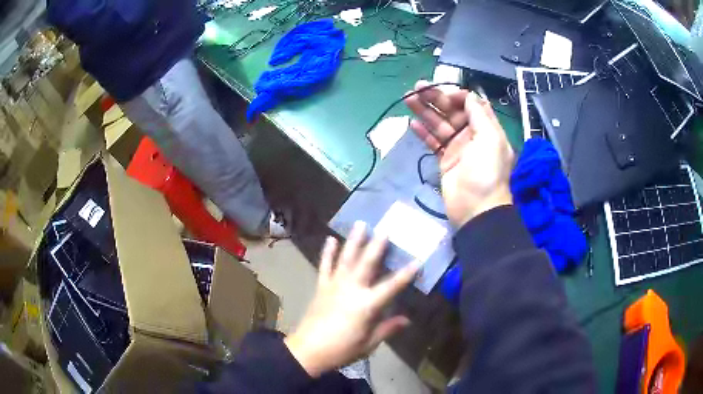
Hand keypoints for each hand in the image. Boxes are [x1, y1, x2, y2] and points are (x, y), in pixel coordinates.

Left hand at [284, 222, 419, 377]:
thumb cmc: (342, 349)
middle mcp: (351, 289)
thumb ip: (387, 328)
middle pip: (367, 264)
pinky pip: (325, 266)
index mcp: (366, 305)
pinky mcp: (321, 287)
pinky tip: (330, 239)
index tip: (418, 260)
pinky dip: (327, 253)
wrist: (308, 350)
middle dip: (377, 245)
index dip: (406, 274)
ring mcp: (334, 285)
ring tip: (360, 224)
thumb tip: (406, 319)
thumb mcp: (369, 343)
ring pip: (346, 259)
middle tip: (385, 228)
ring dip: (354, 241)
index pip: (391, 286)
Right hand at [405, 80, 514, 227]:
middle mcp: (472, 134)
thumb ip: (479, 114)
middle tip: (416, 88)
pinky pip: (433, 142)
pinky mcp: (445, 160)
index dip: (456, 95)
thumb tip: (468, 95)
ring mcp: (457, 148)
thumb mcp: (490, 138)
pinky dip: (423, 133)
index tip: (442, 94)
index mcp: (486, 127)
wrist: (476, 208)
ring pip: (439, 124)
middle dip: (435, 98)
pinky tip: (410, 123)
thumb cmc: (486, 171)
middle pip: (451, 111)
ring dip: (424, 111)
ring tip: (407, 99)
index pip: (470, 104)